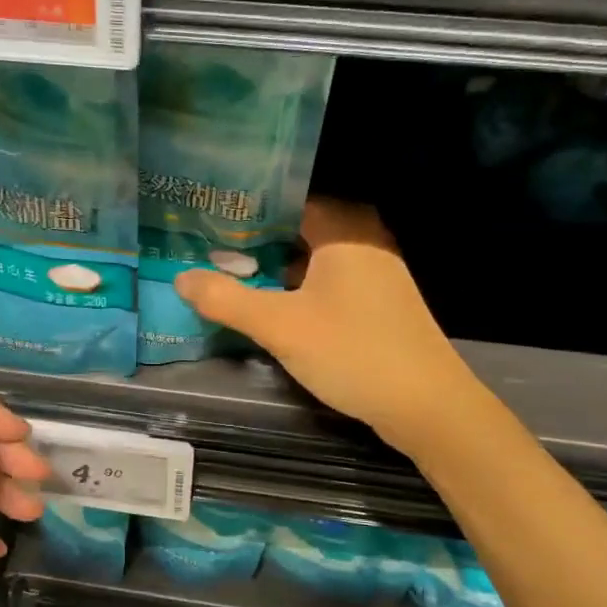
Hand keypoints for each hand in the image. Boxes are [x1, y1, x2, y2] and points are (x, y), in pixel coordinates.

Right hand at [174, 198, 476, 455]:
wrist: (426, 406)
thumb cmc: (353, 352)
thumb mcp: (280, 326)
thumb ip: (227, 300)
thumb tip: (180, 277)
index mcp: (345, 231)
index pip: (289, 201)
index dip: (247, 210)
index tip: (208, 220)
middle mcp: (365, 242)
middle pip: (300, 229)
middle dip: (257, 240)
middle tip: (212, 249)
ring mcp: (377, 274)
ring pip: (315, 258)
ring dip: (278, 266)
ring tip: (232, 274)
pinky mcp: (381, 304)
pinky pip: (331, 282)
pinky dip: (301, 287)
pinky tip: (275, 306)